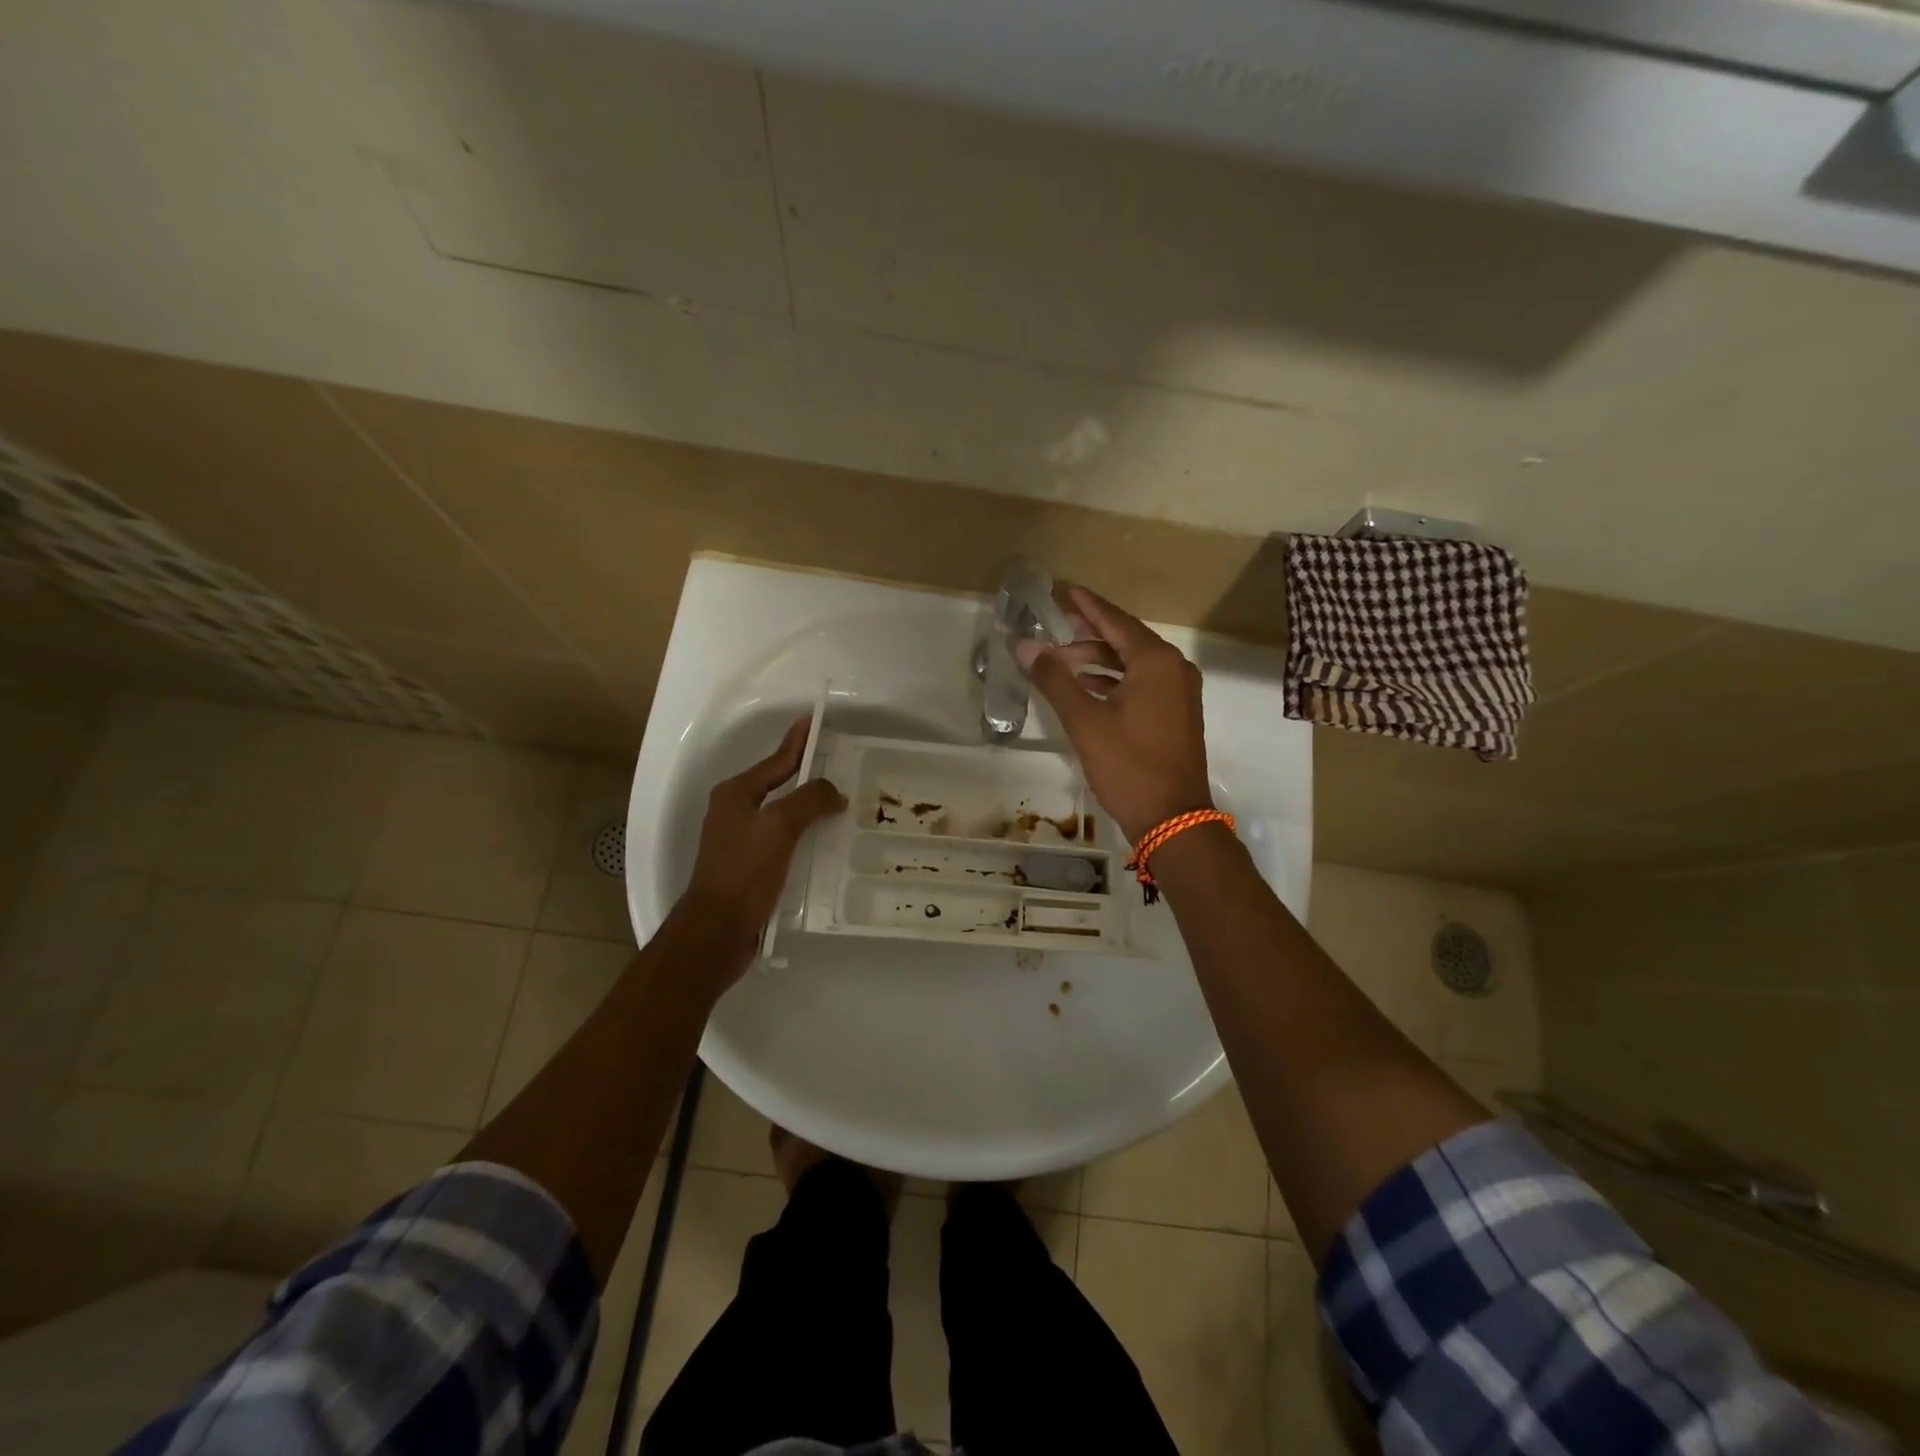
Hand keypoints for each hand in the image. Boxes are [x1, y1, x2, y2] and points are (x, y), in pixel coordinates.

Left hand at [679, 715, 846, 966]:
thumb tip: (833, 792)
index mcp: (736, 794)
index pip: (776, 760)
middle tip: (840, 764)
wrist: (717, 931)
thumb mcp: (779, 827)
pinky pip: (784, 840)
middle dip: (808, 774)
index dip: (797, 741)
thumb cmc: (744, 872)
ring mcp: (741, 841)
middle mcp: (735, 812)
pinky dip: (805, 835)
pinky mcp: (750, 867)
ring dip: (810, 808)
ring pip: (783, 814)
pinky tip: (826, 843)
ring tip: (841, 803)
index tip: (814, 720)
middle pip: (779, 785)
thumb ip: (808, 800)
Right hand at [1018, 585, 1213, 844]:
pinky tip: (1086, 687)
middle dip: (1088, 632)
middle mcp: (1173, 668)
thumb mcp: (1085, 721)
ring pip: (1133, 663)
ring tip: (1060, 660)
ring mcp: (1179, 692)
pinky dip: (1113, 680)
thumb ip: (1054, 679)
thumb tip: (1025, 645)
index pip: (1115, 620)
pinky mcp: (1176, 713)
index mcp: (1156, 661)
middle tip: (1054, 622)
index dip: (1086, 605)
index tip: (1062, 589)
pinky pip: (1142, 682)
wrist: (1173, 818)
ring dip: (1098, 660)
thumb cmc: (1128, 766)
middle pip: (1125, 638)